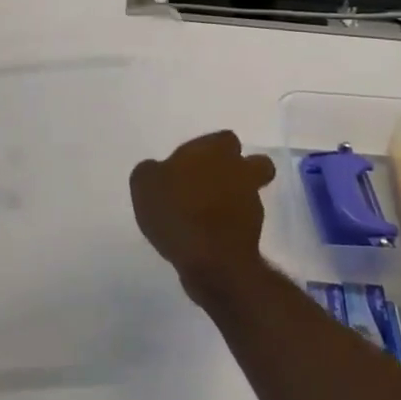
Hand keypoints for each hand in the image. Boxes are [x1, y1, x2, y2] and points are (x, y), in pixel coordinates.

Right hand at [130, 130, 276, 300]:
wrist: (210, 260)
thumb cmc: (177, 210)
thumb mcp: (145, 184)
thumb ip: (151, 170)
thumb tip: (156, 170)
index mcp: (217, 150)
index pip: (224, 139)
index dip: (210, 149)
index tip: (192, 164)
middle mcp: (241, 171)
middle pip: (254, 164)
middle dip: (239, 171)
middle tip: (212, 184)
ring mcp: (252, 203)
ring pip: (250, 194)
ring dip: (234, 200)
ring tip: (206, 216)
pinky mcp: (254, 235)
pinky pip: (243, 224)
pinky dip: (230, 227)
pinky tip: (208, 238)